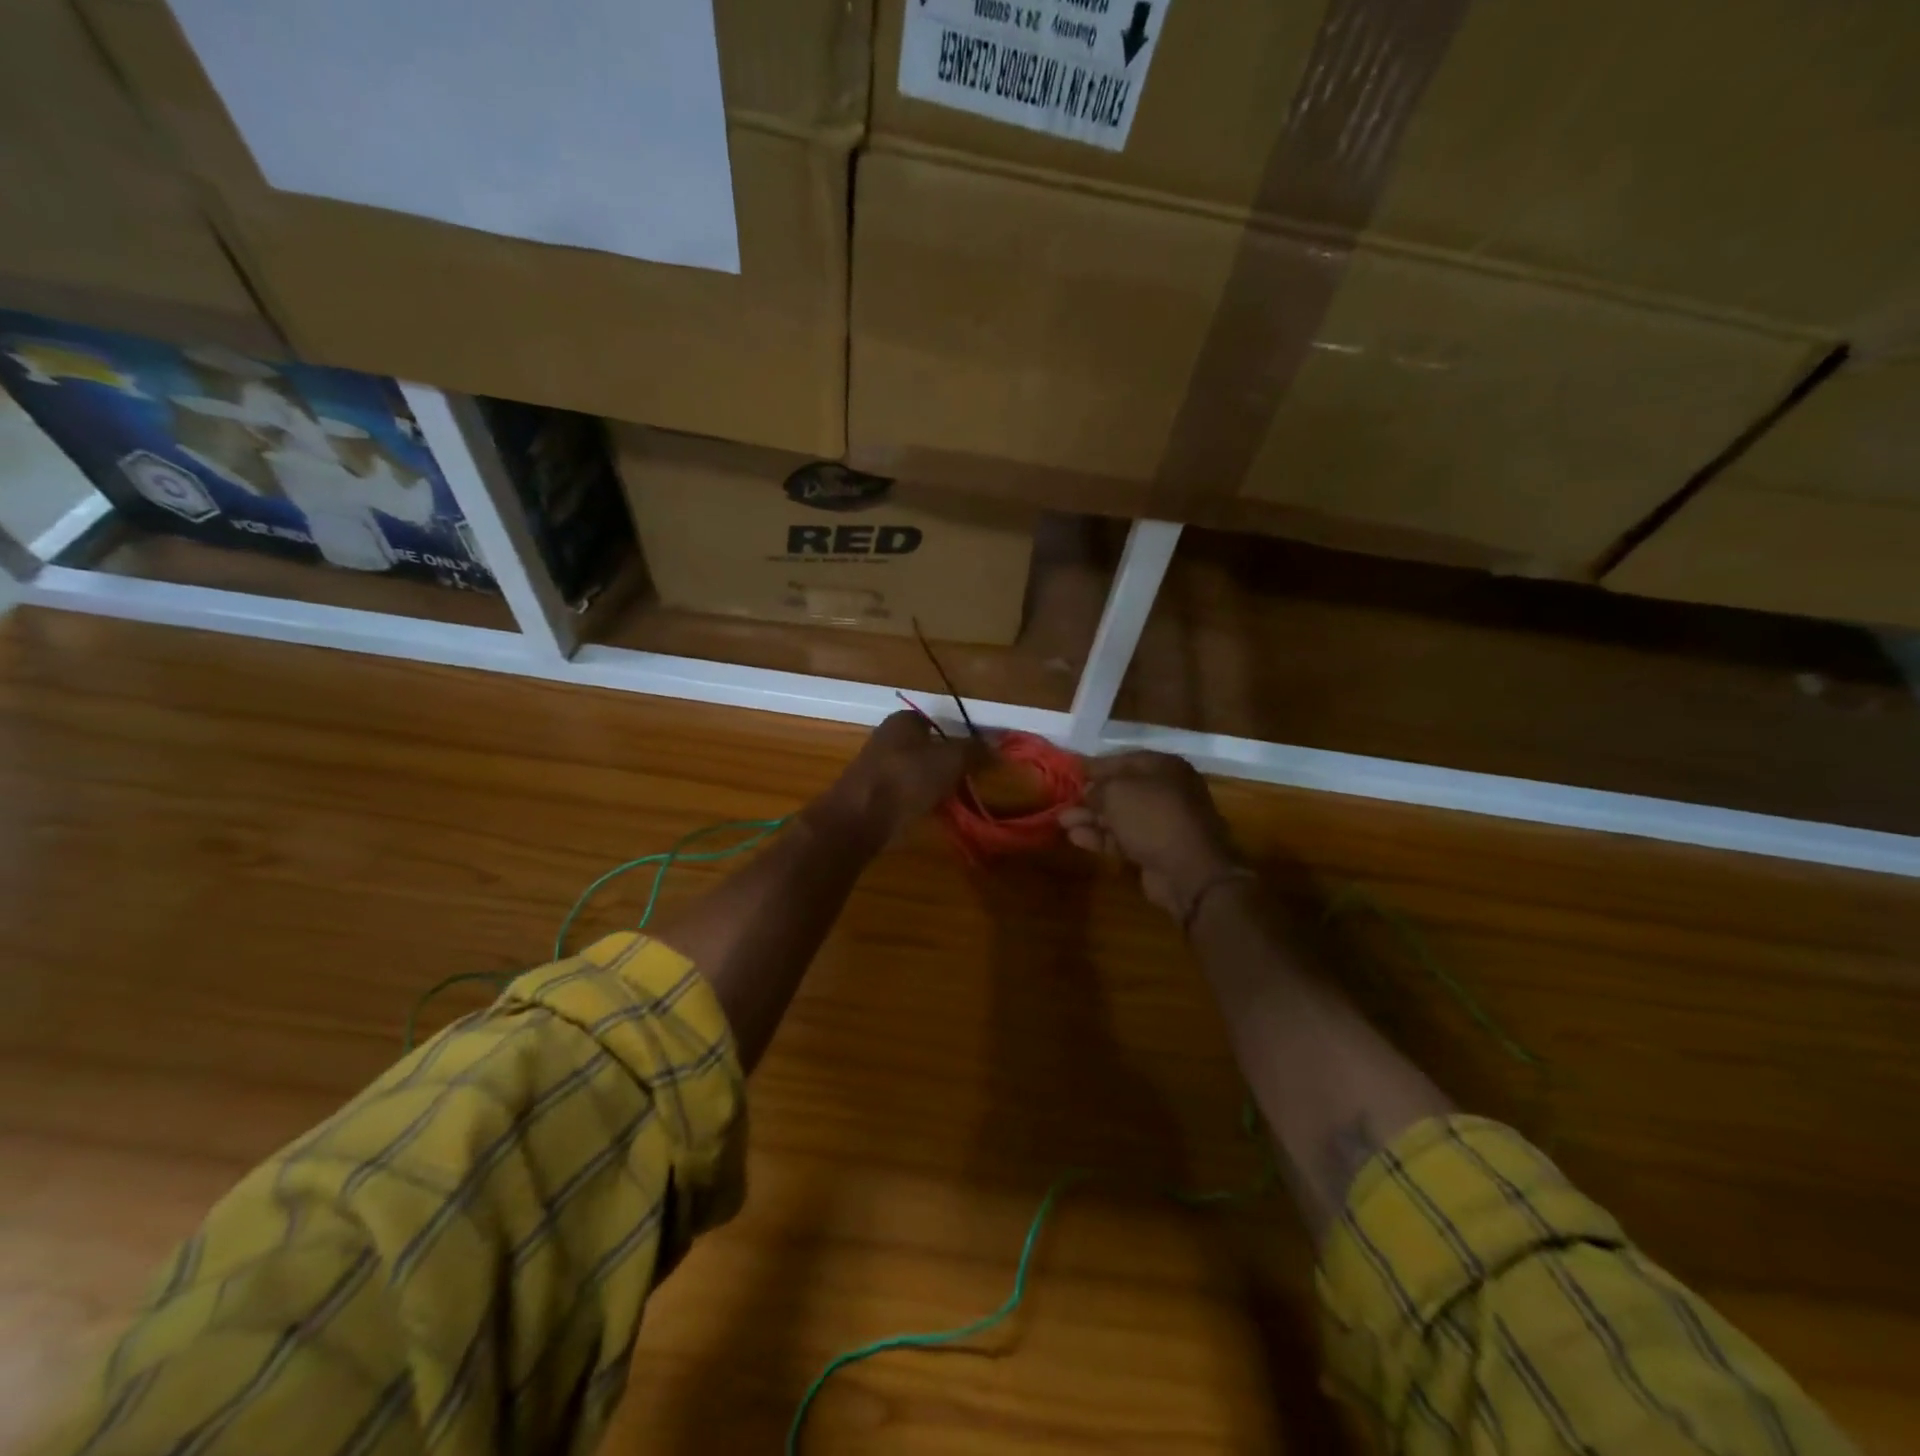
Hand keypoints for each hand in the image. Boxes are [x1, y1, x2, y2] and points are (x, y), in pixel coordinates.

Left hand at [810, 711, 970, 848]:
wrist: (859, 818)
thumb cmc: (907, 779)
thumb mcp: (951, 760)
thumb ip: (974, 750)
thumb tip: (997, 745)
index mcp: (902, 721)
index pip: (934, 721)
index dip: (955, 737)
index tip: (972, 758)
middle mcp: (885, 738)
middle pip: (923, 747)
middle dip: (943, 762)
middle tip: (966, 780)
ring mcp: (874, 767)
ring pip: (913, 771)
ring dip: (930, 784)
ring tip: (951, 800)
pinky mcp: (868, 794)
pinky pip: (901, 793)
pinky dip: (915, 800)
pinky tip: (927, 813)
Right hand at [1059, 751, 1245, 919]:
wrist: (1189, 870)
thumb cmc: (1153, 817)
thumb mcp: (1117, 792)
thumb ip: (1097, 788)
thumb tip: (1088, 792)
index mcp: (1164, 767)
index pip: (1123, 760)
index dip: (1095, 766)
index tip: (1070, 772)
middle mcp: (1165, 791)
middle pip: (1120, 790)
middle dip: (1090, 796)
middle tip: (1062, 801)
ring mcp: (1161, 822)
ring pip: (1119, 816)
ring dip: (1090, 818)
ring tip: (1061, 821)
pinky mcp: (1154, 849)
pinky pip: (1122, 838)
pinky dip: (1100, 837)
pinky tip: (1075, 838)